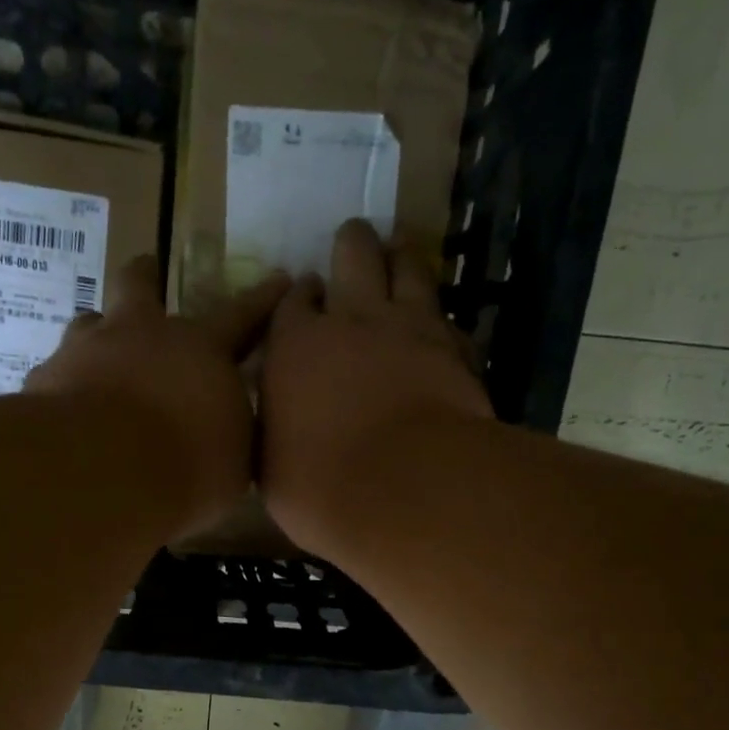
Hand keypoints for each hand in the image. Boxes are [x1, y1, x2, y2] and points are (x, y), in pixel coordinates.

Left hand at [28, 255, 288, 537]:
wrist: (102, 473)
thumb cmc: (186, 466)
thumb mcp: (234, 464)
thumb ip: (232, 438)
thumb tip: (228, 434)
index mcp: (200, 349)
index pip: (242, 316)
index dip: (263, 300)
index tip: (280, 279)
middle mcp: (140, 334)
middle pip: (141, 285)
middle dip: (148, 276)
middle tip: (148, 272)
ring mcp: (85, 350)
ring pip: (89, 323)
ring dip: (98, 335)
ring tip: (98, 355)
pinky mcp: (45, 379)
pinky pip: (57, 374)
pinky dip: (66, 387)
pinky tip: (67, 413)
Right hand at [259, 220, 493, 551]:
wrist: (404, 488)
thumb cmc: (319, 487)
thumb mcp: (271, 467)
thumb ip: (275, 431)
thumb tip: (279, 425)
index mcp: (295, 346)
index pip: (293, 303)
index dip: (300, 295)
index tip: (306, 292)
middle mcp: (351, 320)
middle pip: (354, 256)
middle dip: (352, 245)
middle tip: (354, 241)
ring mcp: (410, 327)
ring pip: (409, 267)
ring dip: (402, 257)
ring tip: (400, 253)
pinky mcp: (456, 349)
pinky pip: (448, 319)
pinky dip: (440, 321)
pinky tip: (440, 330)